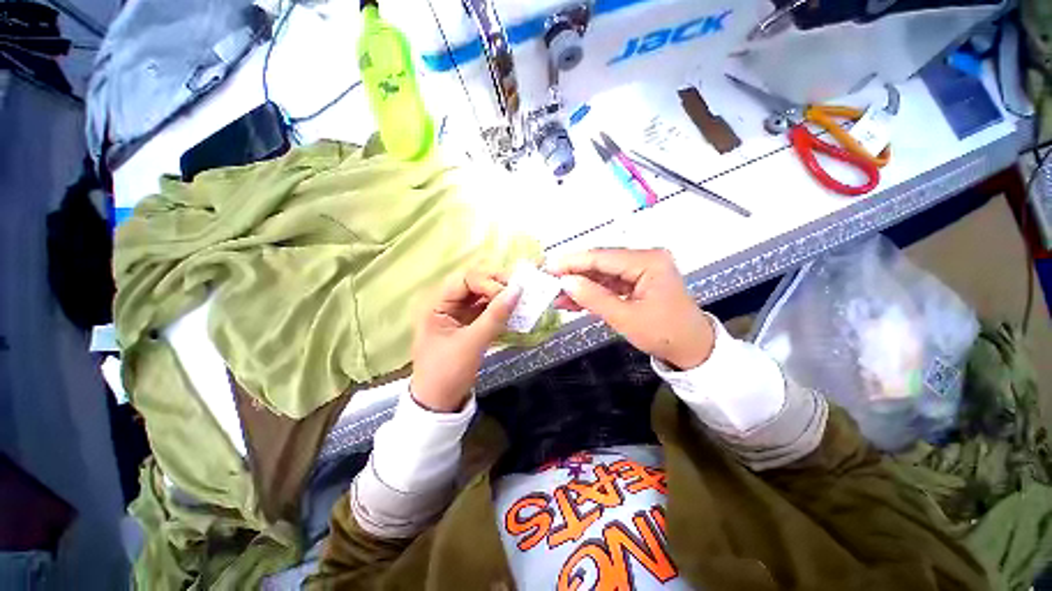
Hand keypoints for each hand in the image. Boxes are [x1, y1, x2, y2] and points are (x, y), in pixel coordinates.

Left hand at [410, 268, 520, 412]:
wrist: (439, 404)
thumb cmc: (448, 372)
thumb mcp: (472, 343)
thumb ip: (495, 316)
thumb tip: (517, 290)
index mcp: (436, 305)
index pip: (464, 280)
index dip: (487, 282)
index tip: (509, 293)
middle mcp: (445, 305)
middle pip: (472, 284)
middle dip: (495, 284)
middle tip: (518, 288)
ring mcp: (456, 315)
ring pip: (480, 296)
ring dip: (499, 295)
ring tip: (519, 296)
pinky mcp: (467, 325)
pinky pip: (484, 310)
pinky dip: (498, 308)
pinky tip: (512, 309)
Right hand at [548, 248, 713, 369]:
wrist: (692, 350)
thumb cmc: (664, 334)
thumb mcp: (625, 318)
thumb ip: (593, 298)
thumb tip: (565, 282)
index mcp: (648, 261)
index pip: (602, 257)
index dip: (573, 262)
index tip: (549, 267)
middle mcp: (645, 259)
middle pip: (601, 263)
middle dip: (574, 273)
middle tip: (549, 280)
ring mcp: (641, 270)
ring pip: (602, 274)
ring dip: (581, 284)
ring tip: (556, 294)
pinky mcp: (637, 282)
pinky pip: (609, 284)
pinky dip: (592, 292)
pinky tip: (572, 300)